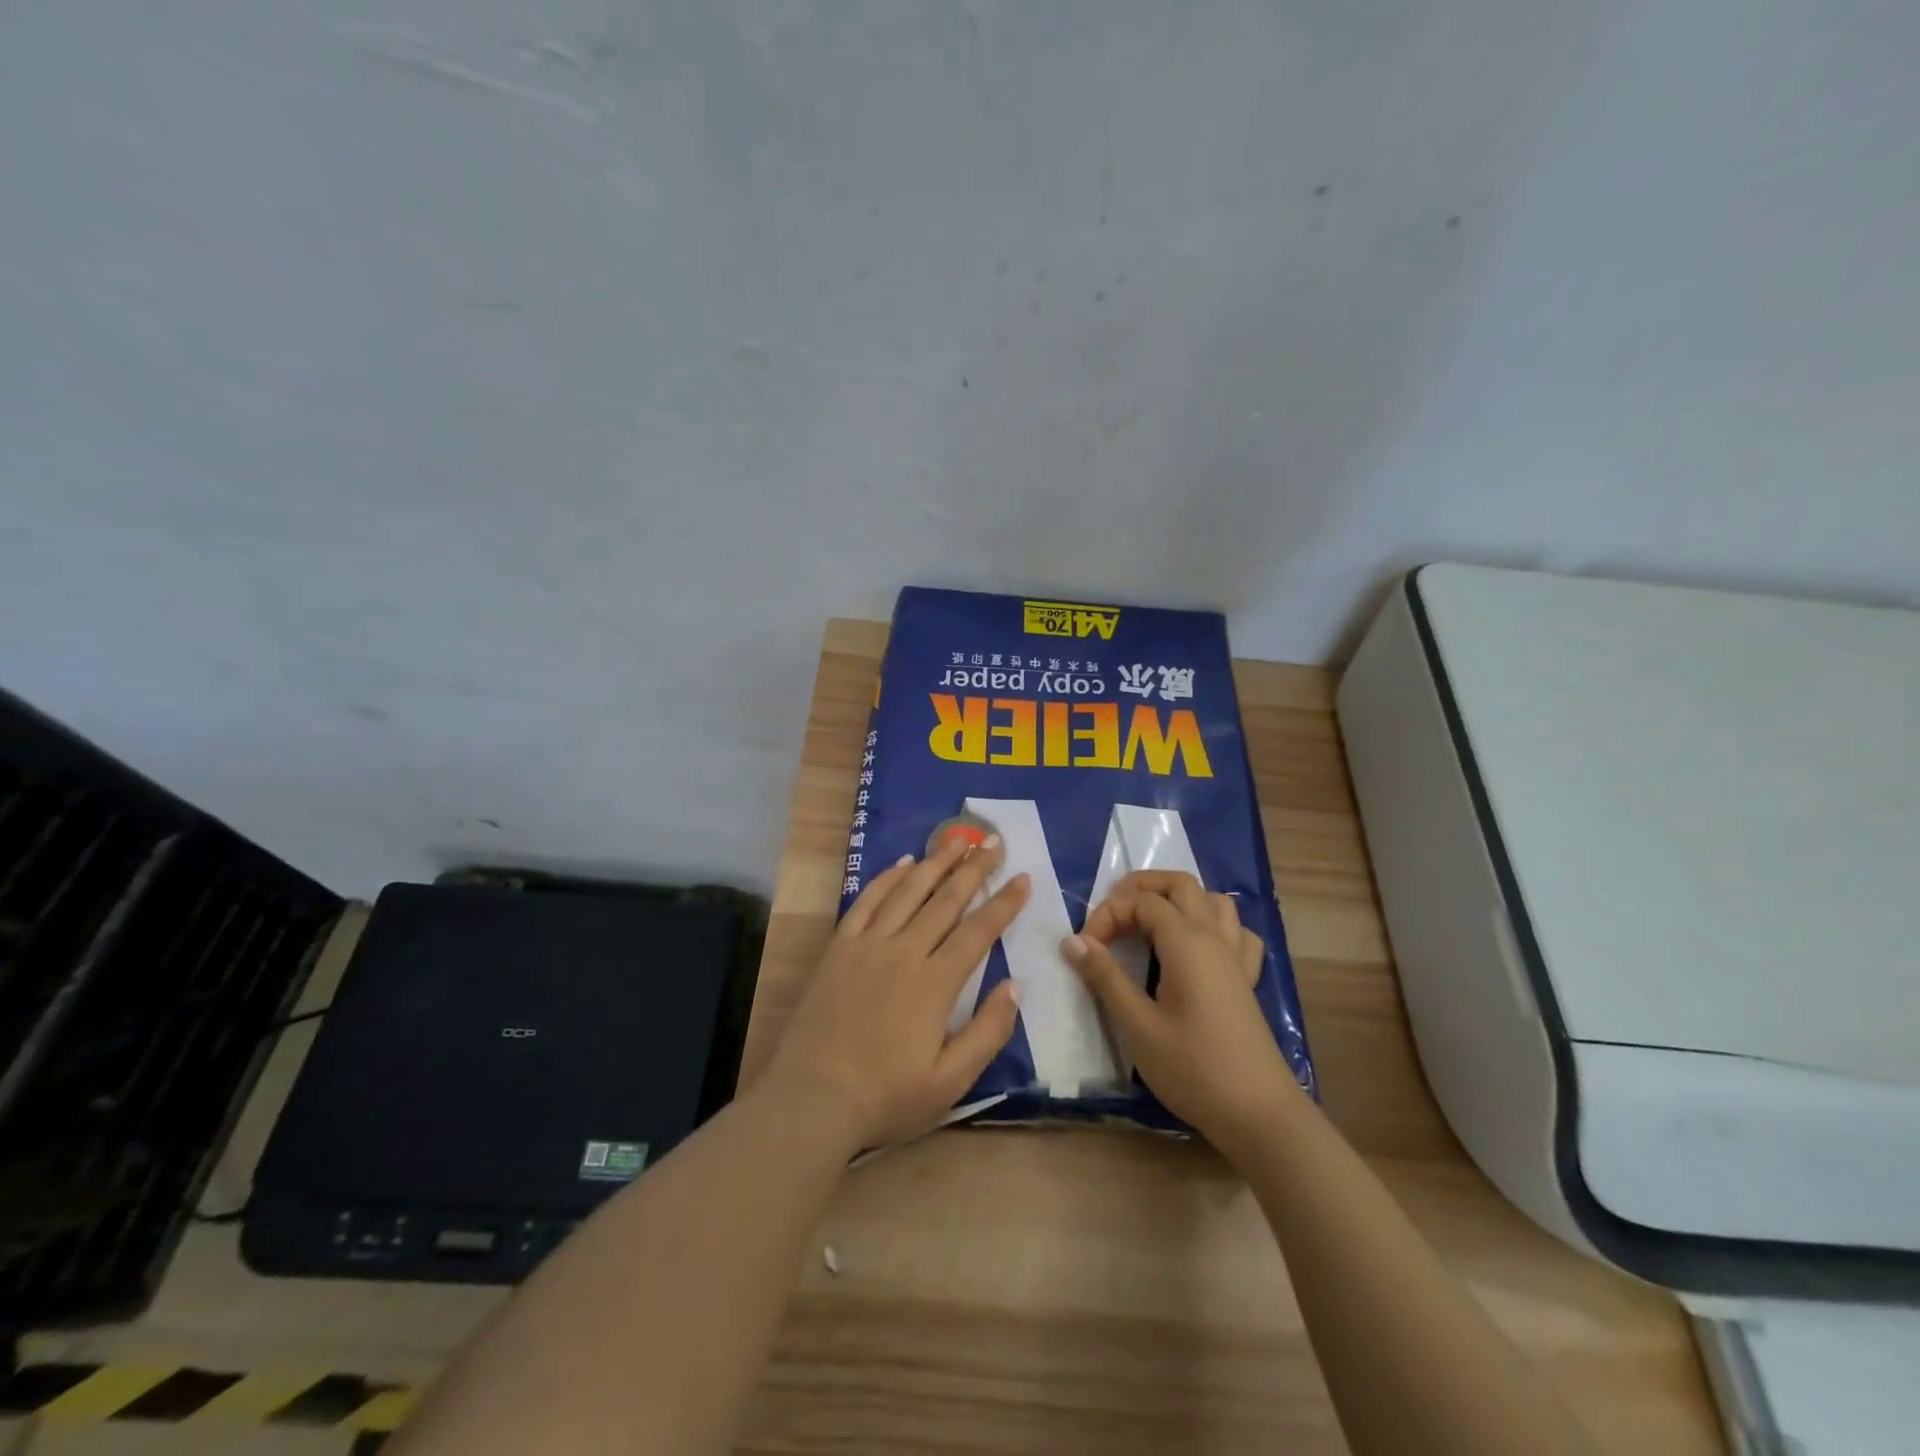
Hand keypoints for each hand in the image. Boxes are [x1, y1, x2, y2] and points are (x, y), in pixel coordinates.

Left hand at [763, 834, 1029, 1150]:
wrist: (812, 1099)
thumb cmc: (886, 1097)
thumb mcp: (951, 1082)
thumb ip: (988, 1032)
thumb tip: (1015, 984)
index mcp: (935, 983)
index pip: (978, 931)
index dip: (1004, 903)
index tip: (1023, 877)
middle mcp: (904, 952)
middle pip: (946, 900)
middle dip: (974, 869)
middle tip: (994, 842)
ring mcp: (868, 945)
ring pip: (908, 892)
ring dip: (935, 863)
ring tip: (957, 839)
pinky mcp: (839, 948)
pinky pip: (866, 901)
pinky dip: (887, 878)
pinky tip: (903, 863)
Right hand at [1063, 870, 1298, 1153]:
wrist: (1259, 1115)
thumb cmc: (1193, 1069)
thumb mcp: (1138, 1026)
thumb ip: (1105, 977)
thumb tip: (1072, 940)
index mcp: (1187, 943)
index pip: (1141, 902)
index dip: (1108, 915)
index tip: (1087, 950)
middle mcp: (1215, 938)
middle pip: (1180, 884)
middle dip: (1142, 887)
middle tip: (1112, 913)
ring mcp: (1236, 958)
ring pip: (1213, 900)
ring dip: (1179, 900)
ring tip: (1150, 923)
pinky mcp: (1247, 980)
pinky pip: (1236, 932)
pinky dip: (1213, 925)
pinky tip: (1197, 948)